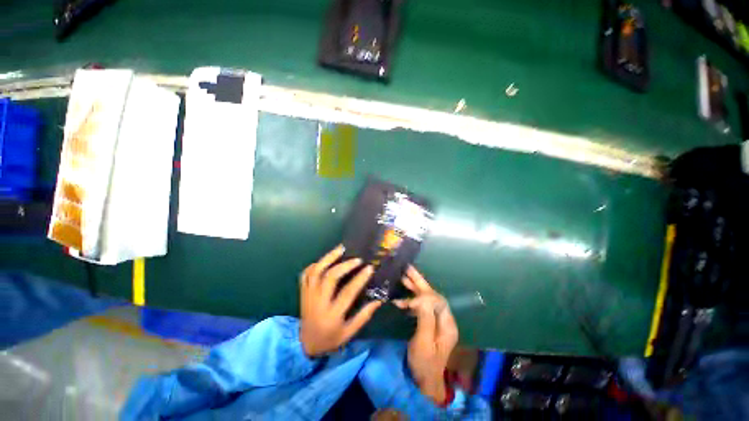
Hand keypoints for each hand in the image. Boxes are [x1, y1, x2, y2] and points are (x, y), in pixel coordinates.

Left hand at [299, 245, 382, 356]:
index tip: (369, 268)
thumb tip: (379, 300)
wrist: (305, 345)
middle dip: (344, 266)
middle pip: (329, 278)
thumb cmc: (330, 339)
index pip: (347, 293)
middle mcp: (318, 303)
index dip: (359, 279)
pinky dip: (315, 264)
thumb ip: (364, 316)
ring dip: (328, 258)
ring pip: (316, 272)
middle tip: (357, 259)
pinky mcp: (303, 293)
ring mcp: (308, 296)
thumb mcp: (349, 333)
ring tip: (341, 249)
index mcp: (332, 315)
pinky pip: (305, 274)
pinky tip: (326, 259)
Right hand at [394, 266, 457, 404]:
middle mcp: (443, 319)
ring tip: (402, 276)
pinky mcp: (427, 323)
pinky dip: (410, 301)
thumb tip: (422, 297)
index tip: (411, 299)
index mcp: (446, 323)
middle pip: (432, 295)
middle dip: (419, 282)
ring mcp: (435, 321)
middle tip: (408, 268)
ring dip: (414, 288)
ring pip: (425, 299)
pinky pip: (420, 307)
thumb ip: (425, 318)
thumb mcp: (424, 342)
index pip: (438, 300)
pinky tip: (400, 300)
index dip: (425, 295)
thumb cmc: (425, 363)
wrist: (424, 381)